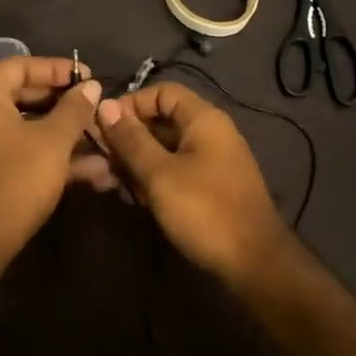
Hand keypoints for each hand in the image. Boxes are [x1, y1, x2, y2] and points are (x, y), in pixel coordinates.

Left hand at [0, 55, 109, 260]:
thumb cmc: (14, 180)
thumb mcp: (53, 141)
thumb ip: (74, 109)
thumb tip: (91, 86)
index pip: (22, 65)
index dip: (59, 70)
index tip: (90, 79)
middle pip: (22, 96)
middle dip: (65, 107)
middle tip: (96, 111)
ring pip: (22, 128)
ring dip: (62, 136)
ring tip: (102, 146)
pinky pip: (14, 150)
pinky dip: (44, 155)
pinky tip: (87, 172)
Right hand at [94, 82, 287, 280]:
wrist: (255, 263)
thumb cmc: (205, 210)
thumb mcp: (160, 174)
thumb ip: (131, 139)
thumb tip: (105, 105)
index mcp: (204, 119)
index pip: (162, 92)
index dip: (131, 104)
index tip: (103, 127)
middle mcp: (211, 133)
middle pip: (162, 120)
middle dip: (129, 138)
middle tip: (101, 161)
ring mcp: (212, 161)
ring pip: (165, 149)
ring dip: (137, 162)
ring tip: (112, 183)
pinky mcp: (211, 186)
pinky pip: (176, 170)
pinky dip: (154, 178)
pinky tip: (136, 198)